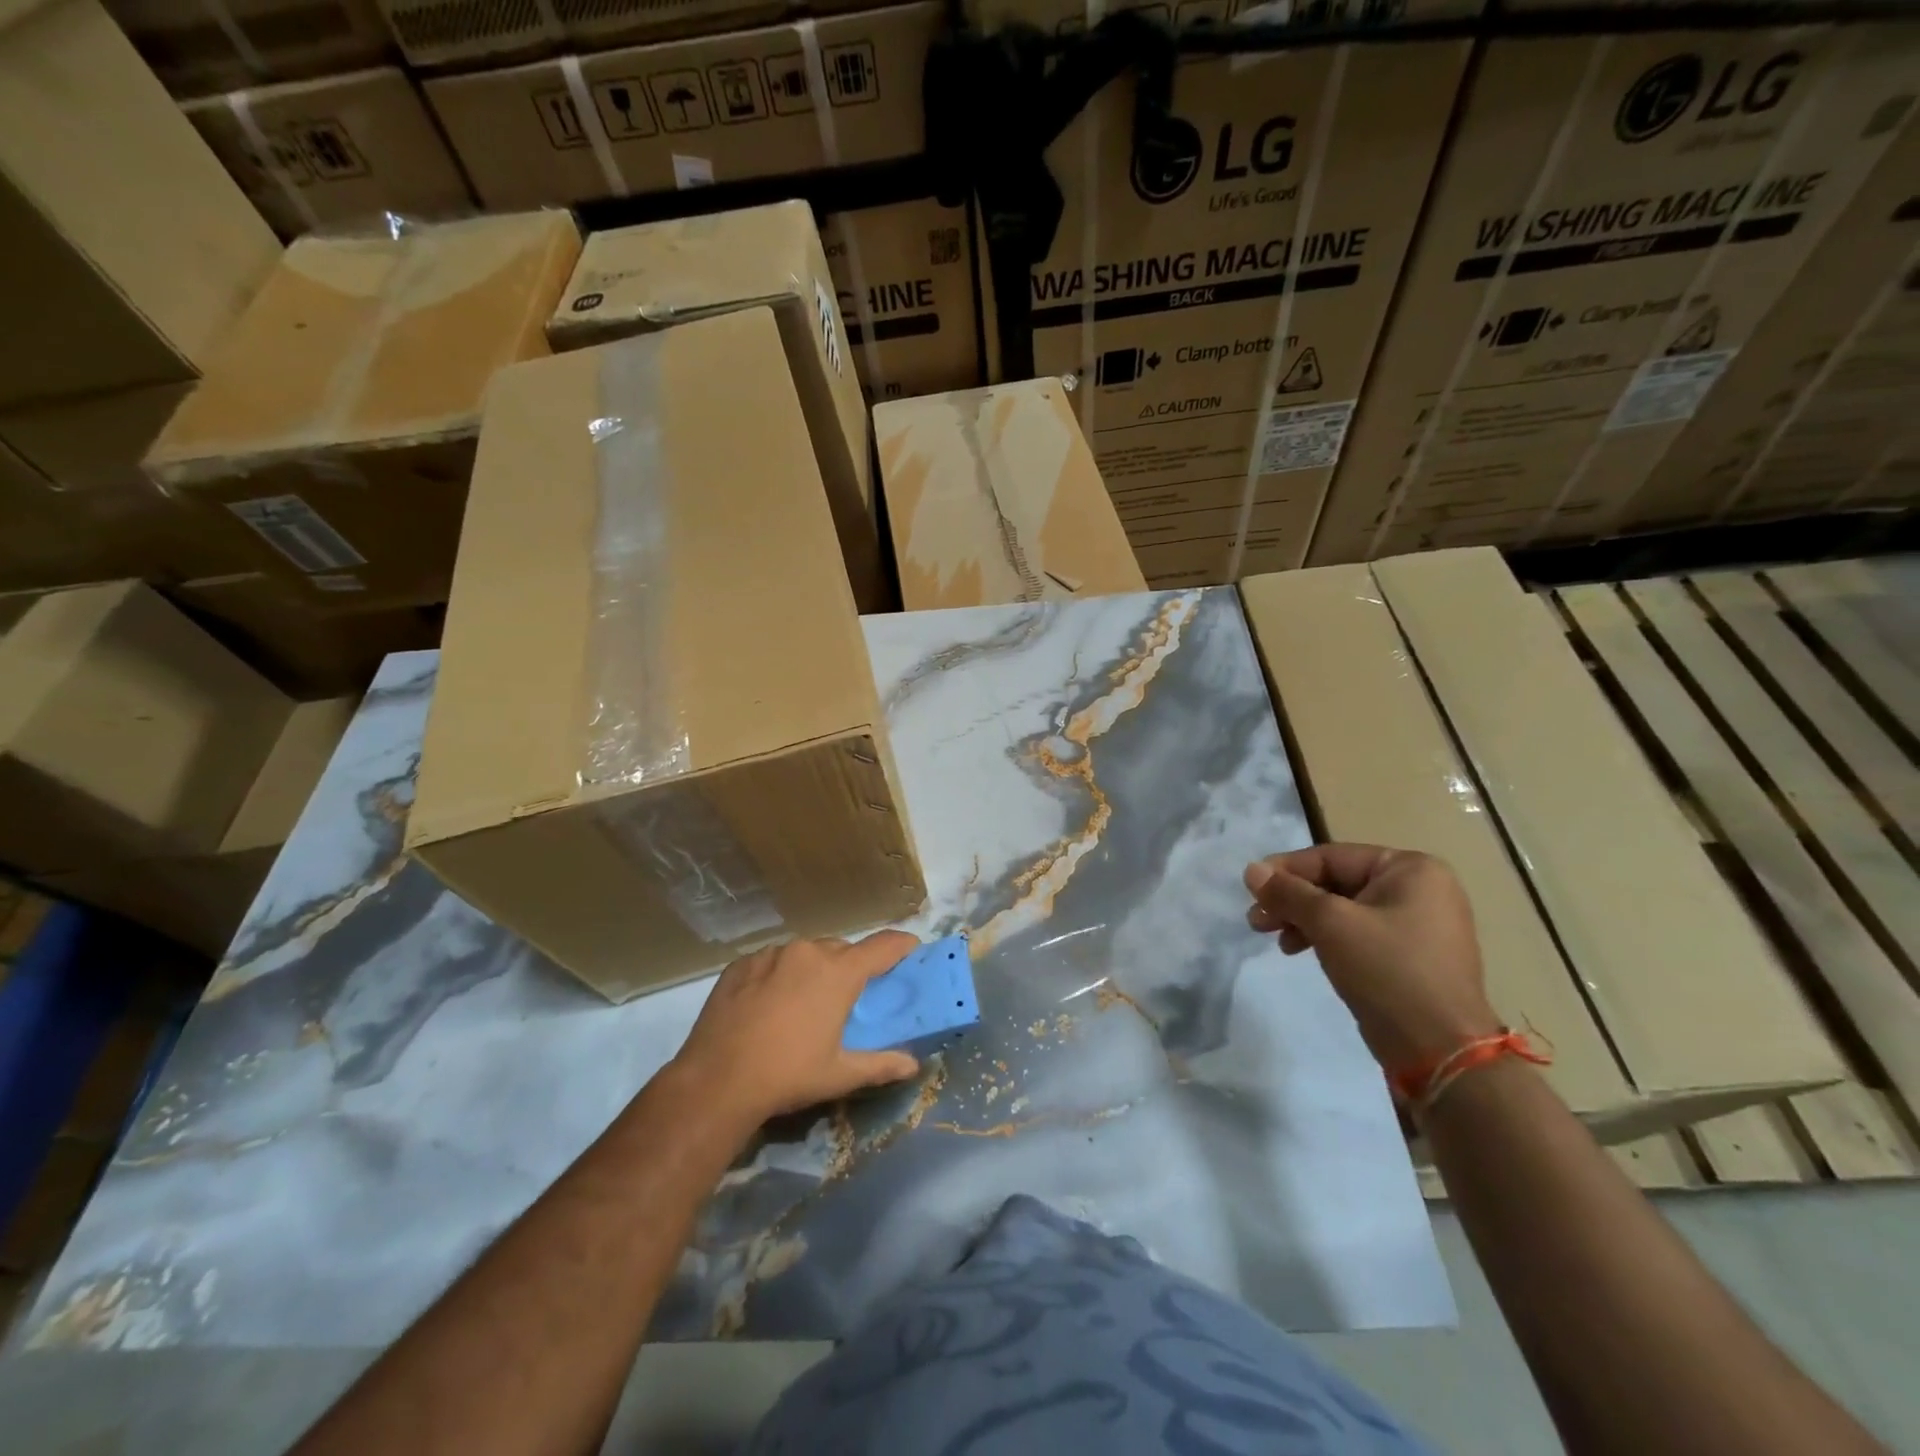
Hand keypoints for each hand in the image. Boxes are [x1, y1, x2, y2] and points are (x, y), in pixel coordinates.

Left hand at [671, 932, 922, 1123]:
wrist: (716, 1081)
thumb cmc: (788, 1075)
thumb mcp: (839, 1074)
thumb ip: (880, 1064)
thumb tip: (913, 1066)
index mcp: (839, 973)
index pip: (882, 946)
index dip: (901, 945)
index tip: (912, 947)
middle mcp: (808, 952)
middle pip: (841, 949)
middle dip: (851, 965)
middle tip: (849, 994)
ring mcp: (770, 954)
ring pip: (804, 952)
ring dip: (813, 968)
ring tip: (804, 1001)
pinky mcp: (741, 963)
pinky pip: (771, 960)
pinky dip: (779, 974)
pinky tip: (769, 1003)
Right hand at [1245, 844, 1500, 1070]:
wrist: (1440, 1050)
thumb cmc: (1387, 970)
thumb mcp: (1330, 923)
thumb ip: (1288, 892)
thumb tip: (1251, 870)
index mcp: (1411, 869)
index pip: (1332, 857)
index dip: (1286, 870)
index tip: (1251, 889)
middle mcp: (1419, 889)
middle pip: (1336, 882)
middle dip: (1293, 900)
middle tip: (1256, 920)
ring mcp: (1417, 924)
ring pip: (1343, 909)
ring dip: (1303, 920)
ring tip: (1276, 940)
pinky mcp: (1409, 955)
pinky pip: (1357, 933)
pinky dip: (1325, 938)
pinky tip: (1301, 951)